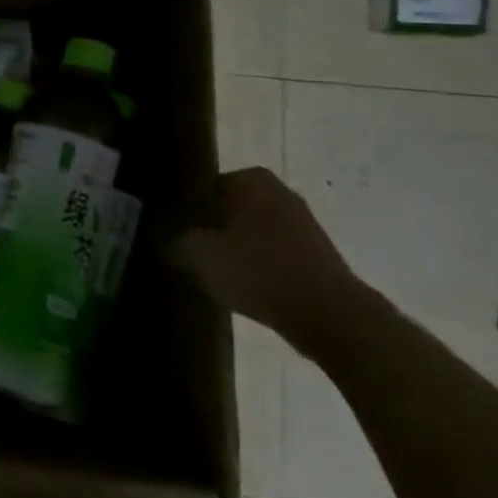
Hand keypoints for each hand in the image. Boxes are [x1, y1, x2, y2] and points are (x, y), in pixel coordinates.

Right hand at [169, 168, 365, 350]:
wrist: (332, 317)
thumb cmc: (260, 272)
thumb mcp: (201, 256)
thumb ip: (176, 242)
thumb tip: (165, 240)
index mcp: (252, 180)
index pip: (204, 187)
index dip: (186, 210)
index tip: (176, 233)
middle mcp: (279, 191)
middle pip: (229, 208)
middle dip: (212, 228)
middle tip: (192, 252)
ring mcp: (303, 222)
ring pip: (252, 231)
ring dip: (235, 248)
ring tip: (216, 272)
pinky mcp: (317, 254)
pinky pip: (274, 252)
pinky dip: (259, 265)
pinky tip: (246, 287)